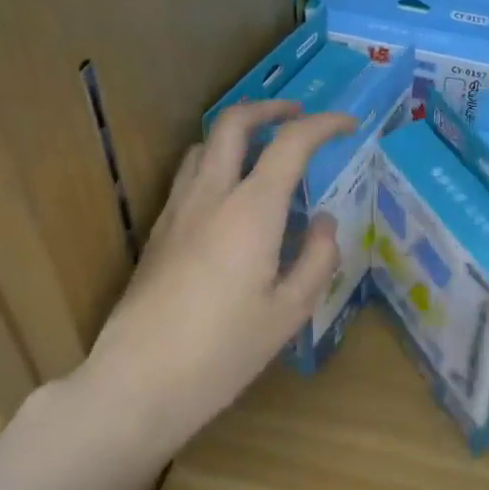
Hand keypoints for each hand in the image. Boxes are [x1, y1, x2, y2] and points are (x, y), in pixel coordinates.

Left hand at [79, 99, 354, 452]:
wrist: (140, 381)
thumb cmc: (224, 351)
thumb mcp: (290, 311)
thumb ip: (317, 258)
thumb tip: (327, 221)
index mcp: (251, 211)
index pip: (291, 143)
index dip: (323, 125)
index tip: (348, 125)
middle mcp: (210, 196)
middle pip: (234, 123)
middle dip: (271, 108)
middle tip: (299, 116)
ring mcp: (177, 211)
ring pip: (205, 145)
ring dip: (238, 134)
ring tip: (265, 152)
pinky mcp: (157, 232)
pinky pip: (189, 176)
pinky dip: (217, 164)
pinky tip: (232, 198)